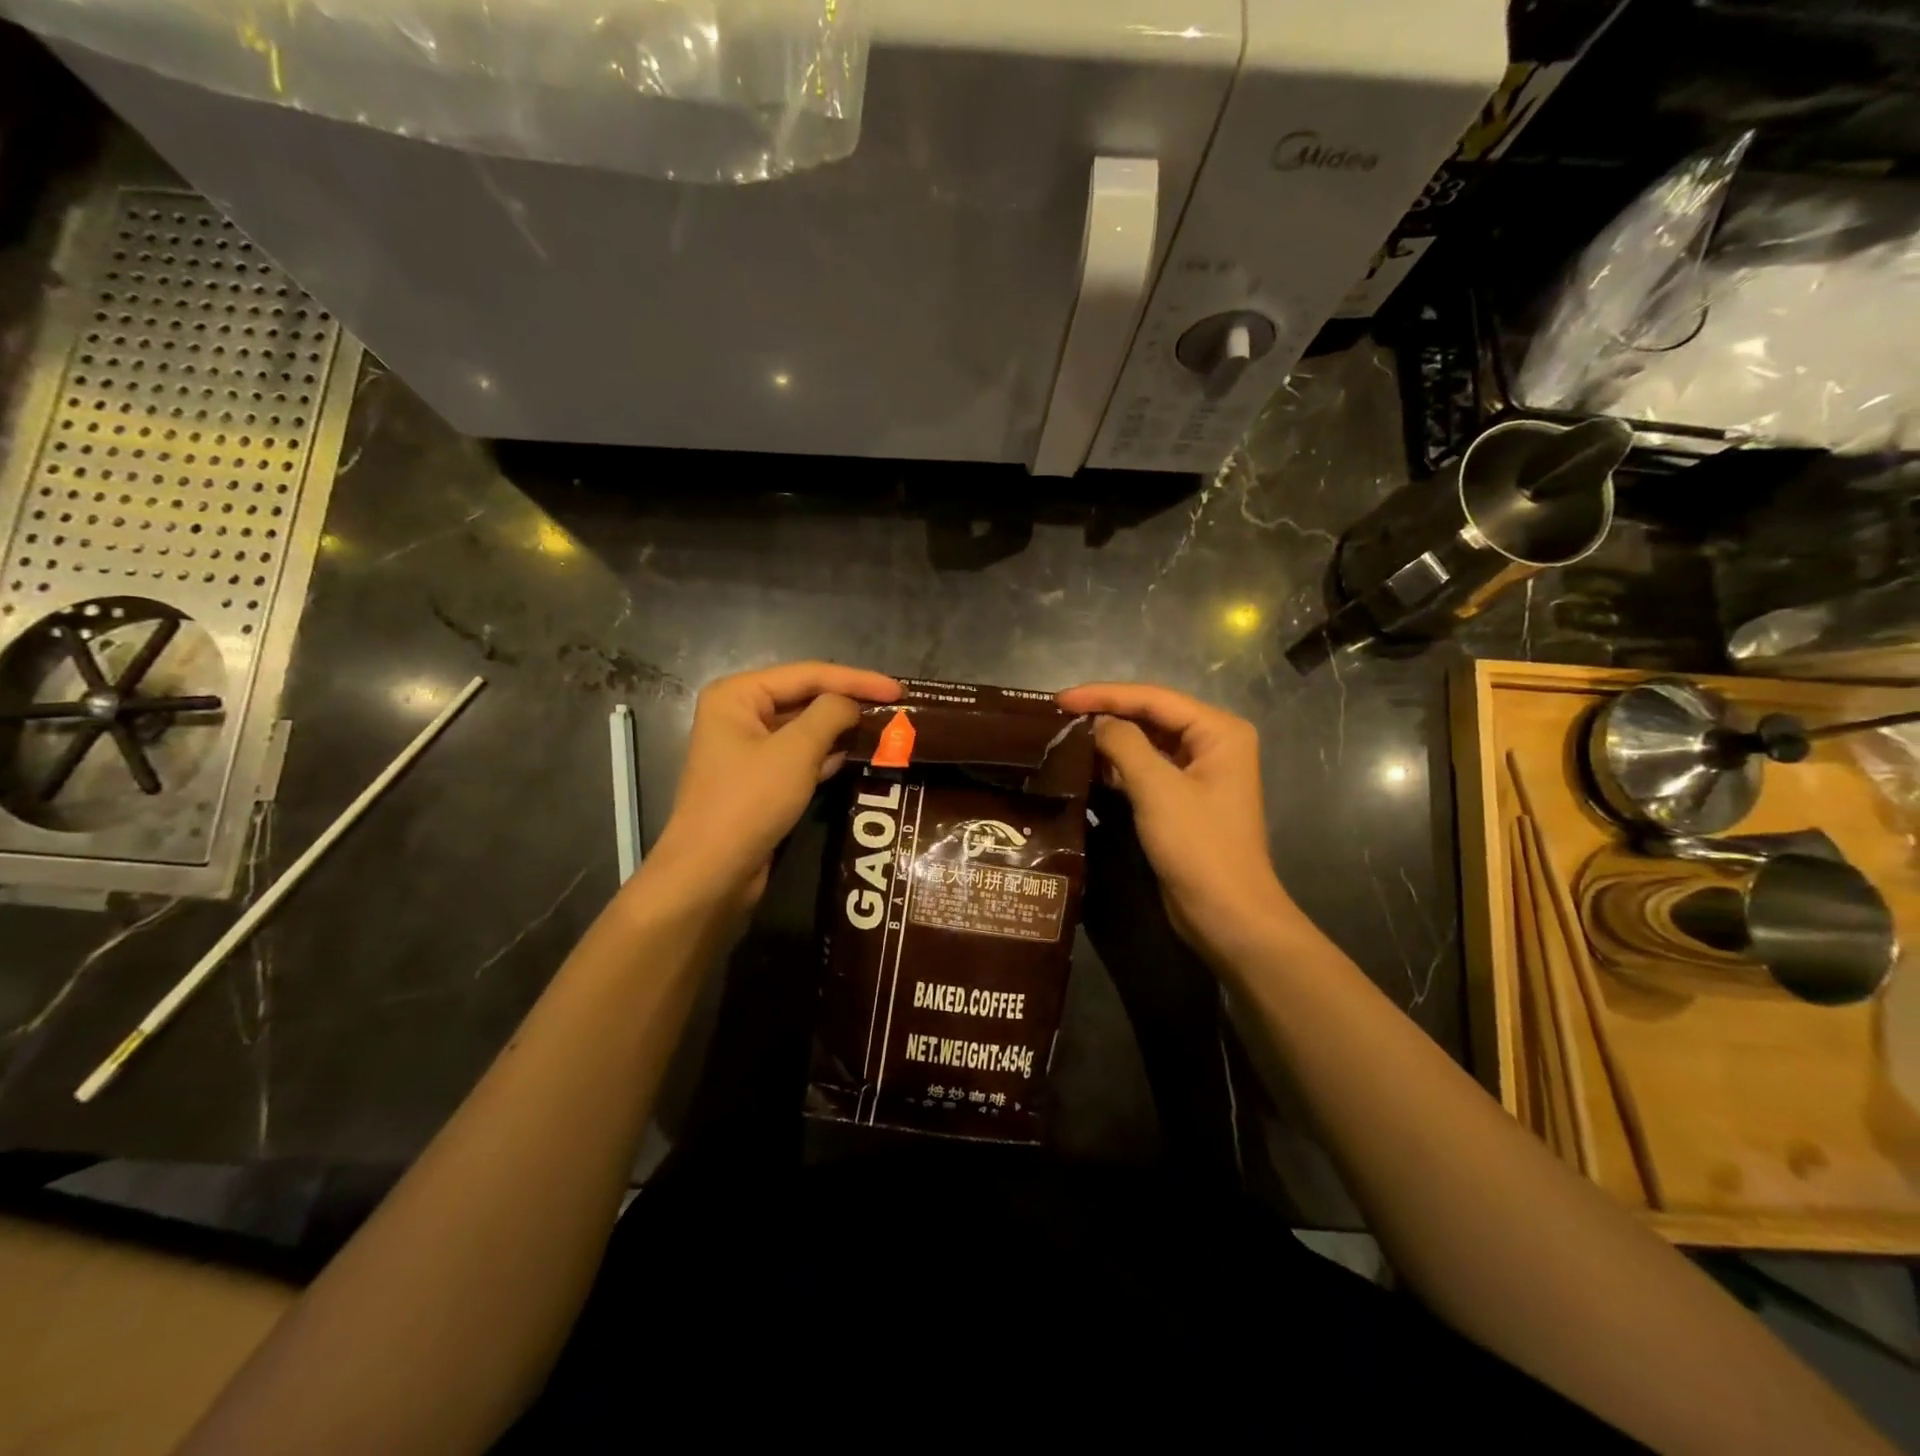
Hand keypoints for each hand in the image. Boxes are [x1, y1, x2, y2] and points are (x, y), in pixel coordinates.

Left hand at [647, 662, 899, 909]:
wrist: (712, 872)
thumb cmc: (749, 801)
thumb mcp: (796, 751)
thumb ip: (830, 715)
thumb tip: (852, 704)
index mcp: (737, 695)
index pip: (807, 674)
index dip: (856, 679)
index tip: (898, 689)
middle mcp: (739, 714)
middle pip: (804, 698)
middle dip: (848, 703)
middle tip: (895, 708)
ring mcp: (748, 749)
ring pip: (804, 729)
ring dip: (841, 730)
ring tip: (885, 729)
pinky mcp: (759, 780)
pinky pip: (800, 756)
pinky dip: (827, 755)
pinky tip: (857, 756)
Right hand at [1056, 682, 1304, 964]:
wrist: (1226, 914)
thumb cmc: (1198, 846)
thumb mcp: (1157, 789)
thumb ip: (1124, 744)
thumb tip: (1096, 723)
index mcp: (1218, 731)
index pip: (1154, 698)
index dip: (1104, 695)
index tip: (1061, 699)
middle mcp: (1212, 743)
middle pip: (1151, 716)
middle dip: (1106, 713)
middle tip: (1058, 715)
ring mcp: (1198, 772)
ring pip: (1146, 742)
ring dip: (1109, 740)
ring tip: (1065, 735)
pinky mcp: (1182, 799)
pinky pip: (1145, 770)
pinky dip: (1117, 766)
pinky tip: (1086, 766)